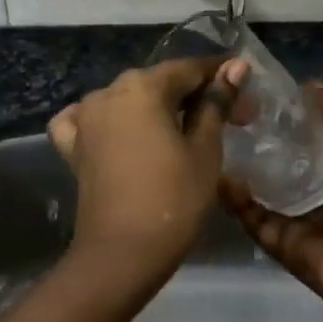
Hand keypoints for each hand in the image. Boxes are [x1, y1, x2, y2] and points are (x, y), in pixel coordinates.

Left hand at [48, 57, 249, 276]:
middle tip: (231, 121)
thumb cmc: (173, 199)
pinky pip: (89, 121)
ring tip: (185, 132)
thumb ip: (216, 103)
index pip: (189, 70)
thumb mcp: (205, 149)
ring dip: (157, 109)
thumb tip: (235, 67)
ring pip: (127, 100)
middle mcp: (108, 92)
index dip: (223, 79)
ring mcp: (85, 118)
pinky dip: (108, 122)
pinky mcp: (73, 146)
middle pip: (159, 83)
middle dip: (195, 96)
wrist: (122, 254)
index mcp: (141, 87)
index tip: (249, 98)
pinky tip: (120, 132)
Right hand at [219, 85, 322, 321]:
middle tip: (224, 117)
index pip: (301, 142)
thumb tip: (311, 84)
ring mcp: (291, 220)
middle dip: (253, 145)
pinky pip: (250, 218)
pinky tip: (219, 175)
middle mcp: (311, 194)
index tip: (253, 97)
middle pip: (275, 166)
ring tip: (212, 141)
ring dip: (238, 171)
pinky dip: (235, 200)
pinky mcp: (275, 242)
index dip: (280, 121)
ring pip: (257, 191)